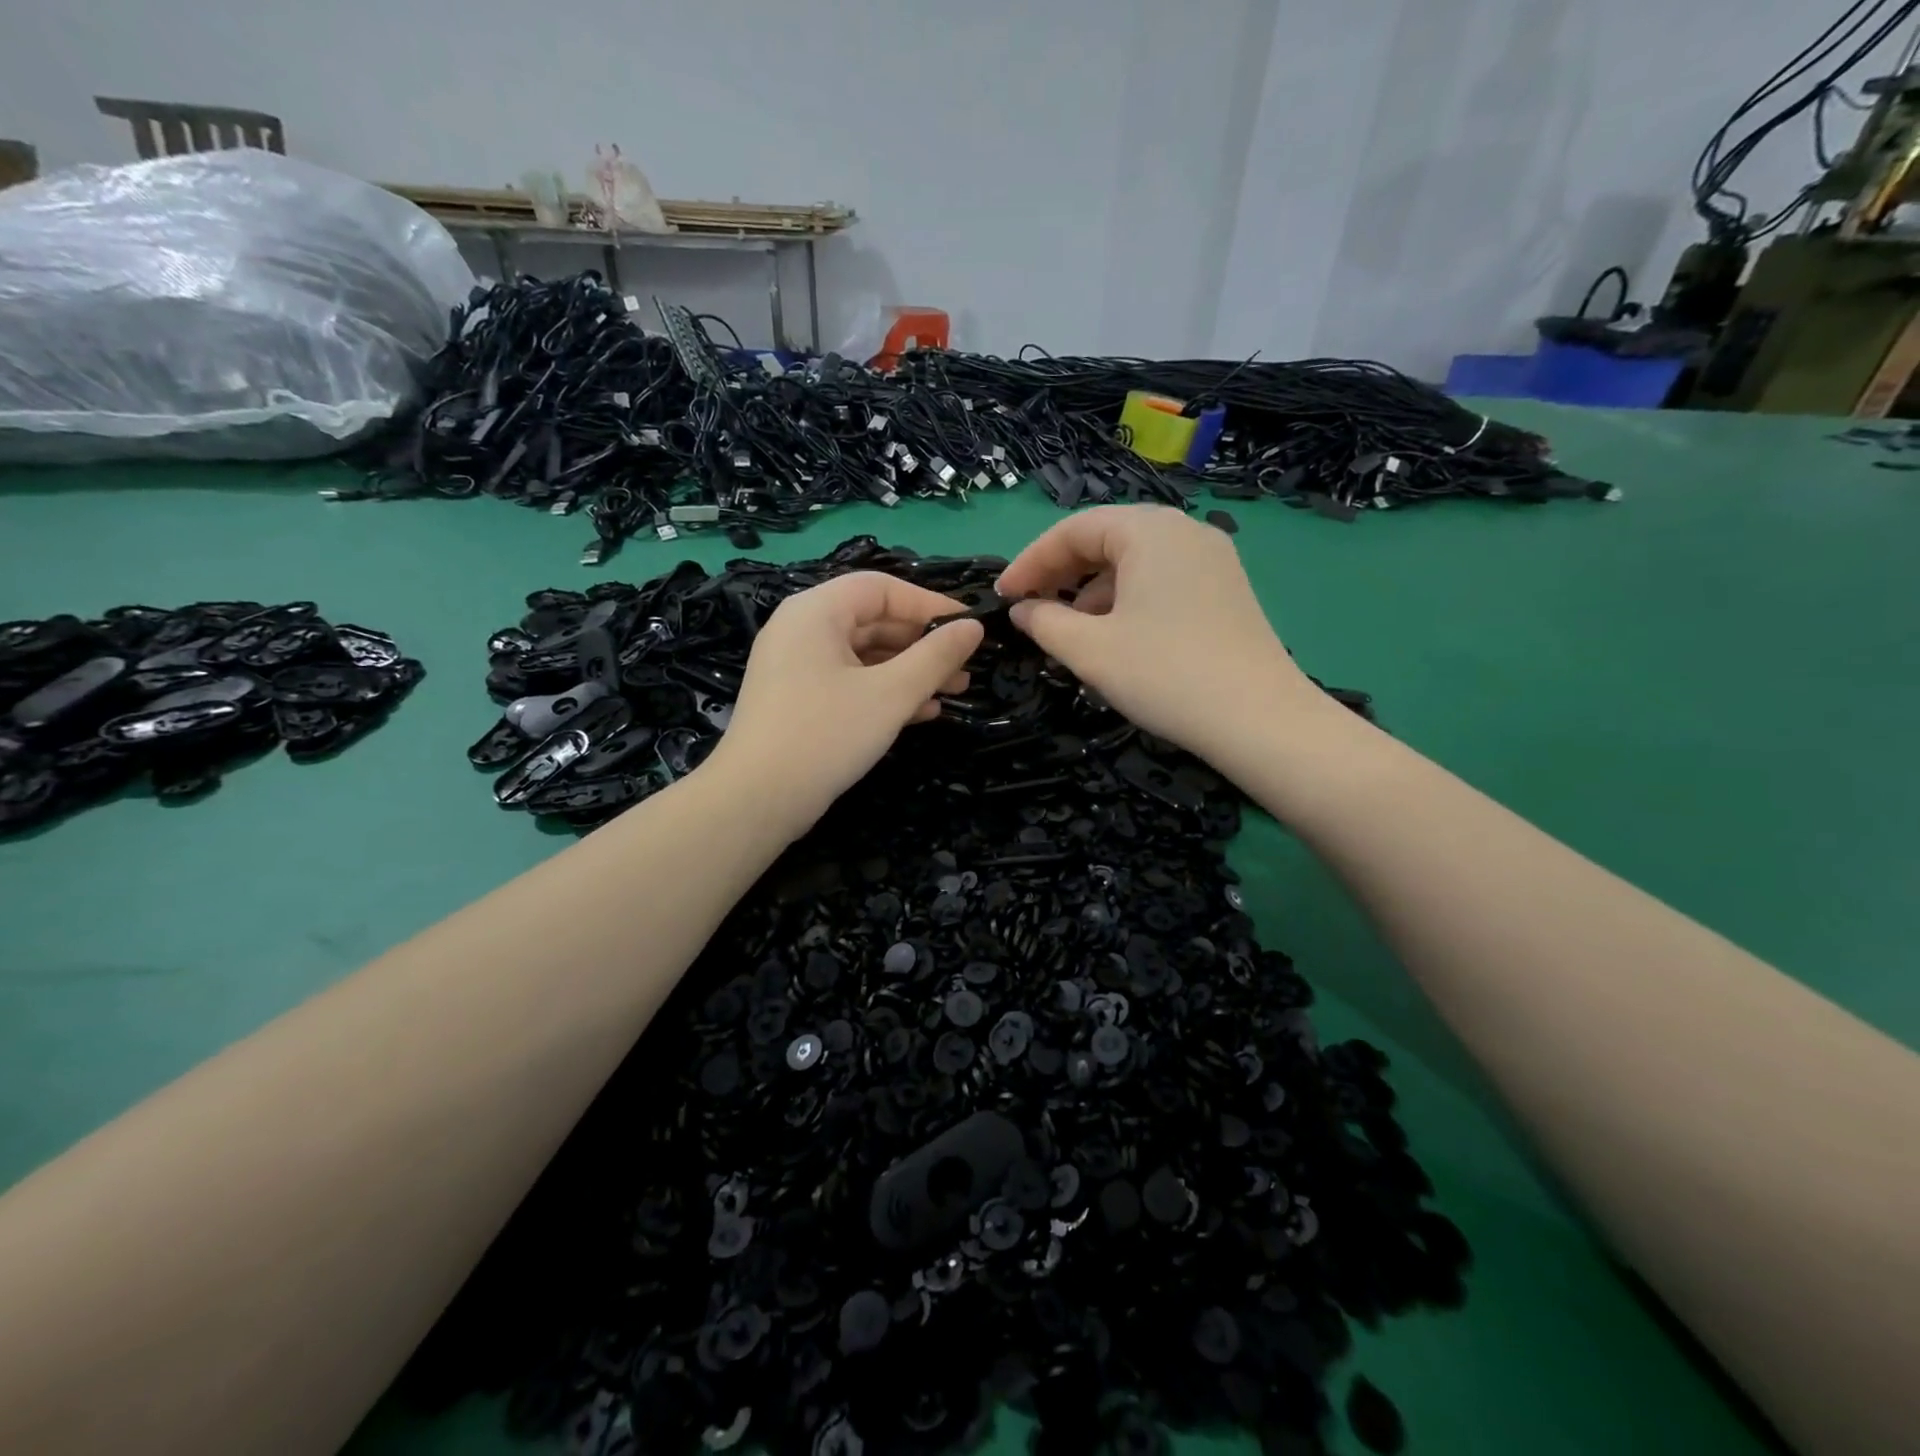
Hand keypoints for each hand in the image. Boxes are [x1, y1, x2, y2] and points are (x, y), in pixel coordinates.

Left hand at [700, 571, 984, 835]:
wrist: (756, 800)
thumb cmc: (826, 734)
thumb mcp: (890, 694)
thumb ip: (935, 656)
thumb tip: (974, 627)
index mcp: (816, 611)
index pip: (881, 588)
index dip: (930, 604)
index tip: (970, 627)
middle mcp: (802, 629)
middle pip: (873, 621)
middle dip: (923, 644)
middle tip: (965, 667)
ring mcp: (797, 667)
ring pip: (864, 656)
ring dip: (910, 671)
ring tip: (954, 691)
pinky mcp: (798, 700)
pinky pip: (849, 682)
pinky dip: (885, 691)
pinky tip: (922, 712)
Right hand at [996, 506, 1323, 762]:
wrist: (1259, 720)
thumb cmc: (1164, 675)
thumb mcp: (1090, 650)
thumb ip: (1045, 623)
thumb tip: (1024, 610)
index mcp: (1149, 531)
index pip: (1073, 530)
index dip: (1030, 562)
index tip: (1003, 597)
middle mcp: (1183, 531)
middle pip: (1106, 539)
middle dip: (1062, 574)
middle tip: (1032, 610)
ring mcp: (1212, 559)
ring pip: (1135, 562)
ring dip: (1093, 591)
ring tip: (1072, 633)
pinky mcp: (1225, 590)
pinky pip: (1162, 580)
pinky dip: (1127, 600)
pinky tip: (1116, 638)